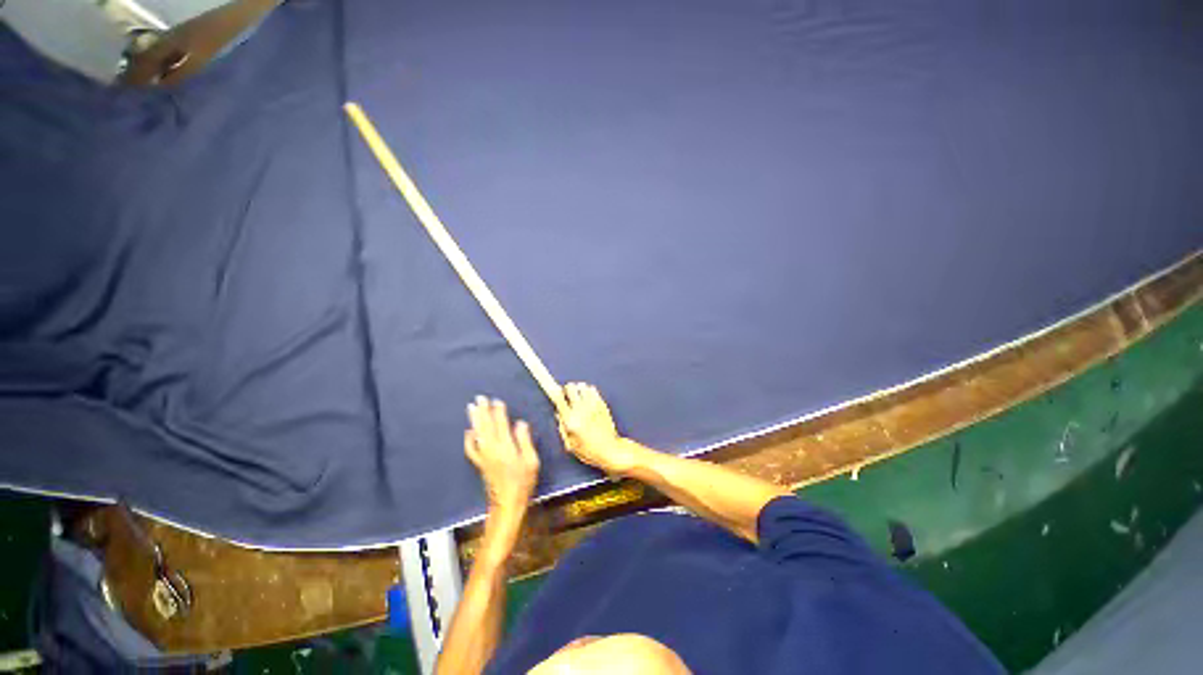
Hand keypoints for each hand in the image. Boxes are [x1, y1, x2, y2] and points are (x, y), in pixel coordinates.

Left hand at [465, 397, 539, 515]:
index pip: (501, 424)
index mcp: (506, 447)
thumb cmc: (523, 483)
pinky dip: (469, 439)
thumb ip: (525, 441)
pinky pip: (471, 449)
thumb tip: (520, 423)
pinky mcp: (480, 464)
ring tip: (472, 407)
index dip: (499, 411)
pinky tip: (468, 431)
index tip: (497, 400)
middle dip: (483, 411)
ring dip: (474, 420)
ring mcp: (484, 457)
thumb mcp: (531, 461)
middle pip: (486, 426)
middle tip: (480, 398)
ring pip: (477, 434)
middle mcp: (492, 449)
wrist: (507, 504)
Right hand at [557, 383, 642, 475]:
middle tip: (568, 397)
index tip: (547, 382)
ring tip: (580, 399)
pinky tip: (589, 400)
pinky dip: (589, 392)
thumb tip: (558, 412)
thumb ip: (562, 427)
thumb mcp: (570, 444)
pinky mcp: (602, 404)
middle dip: (567, 390)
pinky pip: (593, 390)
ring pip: (582, 386)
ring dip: (578, 390)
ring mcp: (593, 406)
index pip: (558, 398)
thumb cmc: (589, 451)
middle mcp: (581, 410)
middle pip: (570, 387)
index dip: (552, 389)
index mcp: (570, 421)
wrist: (610, 451)